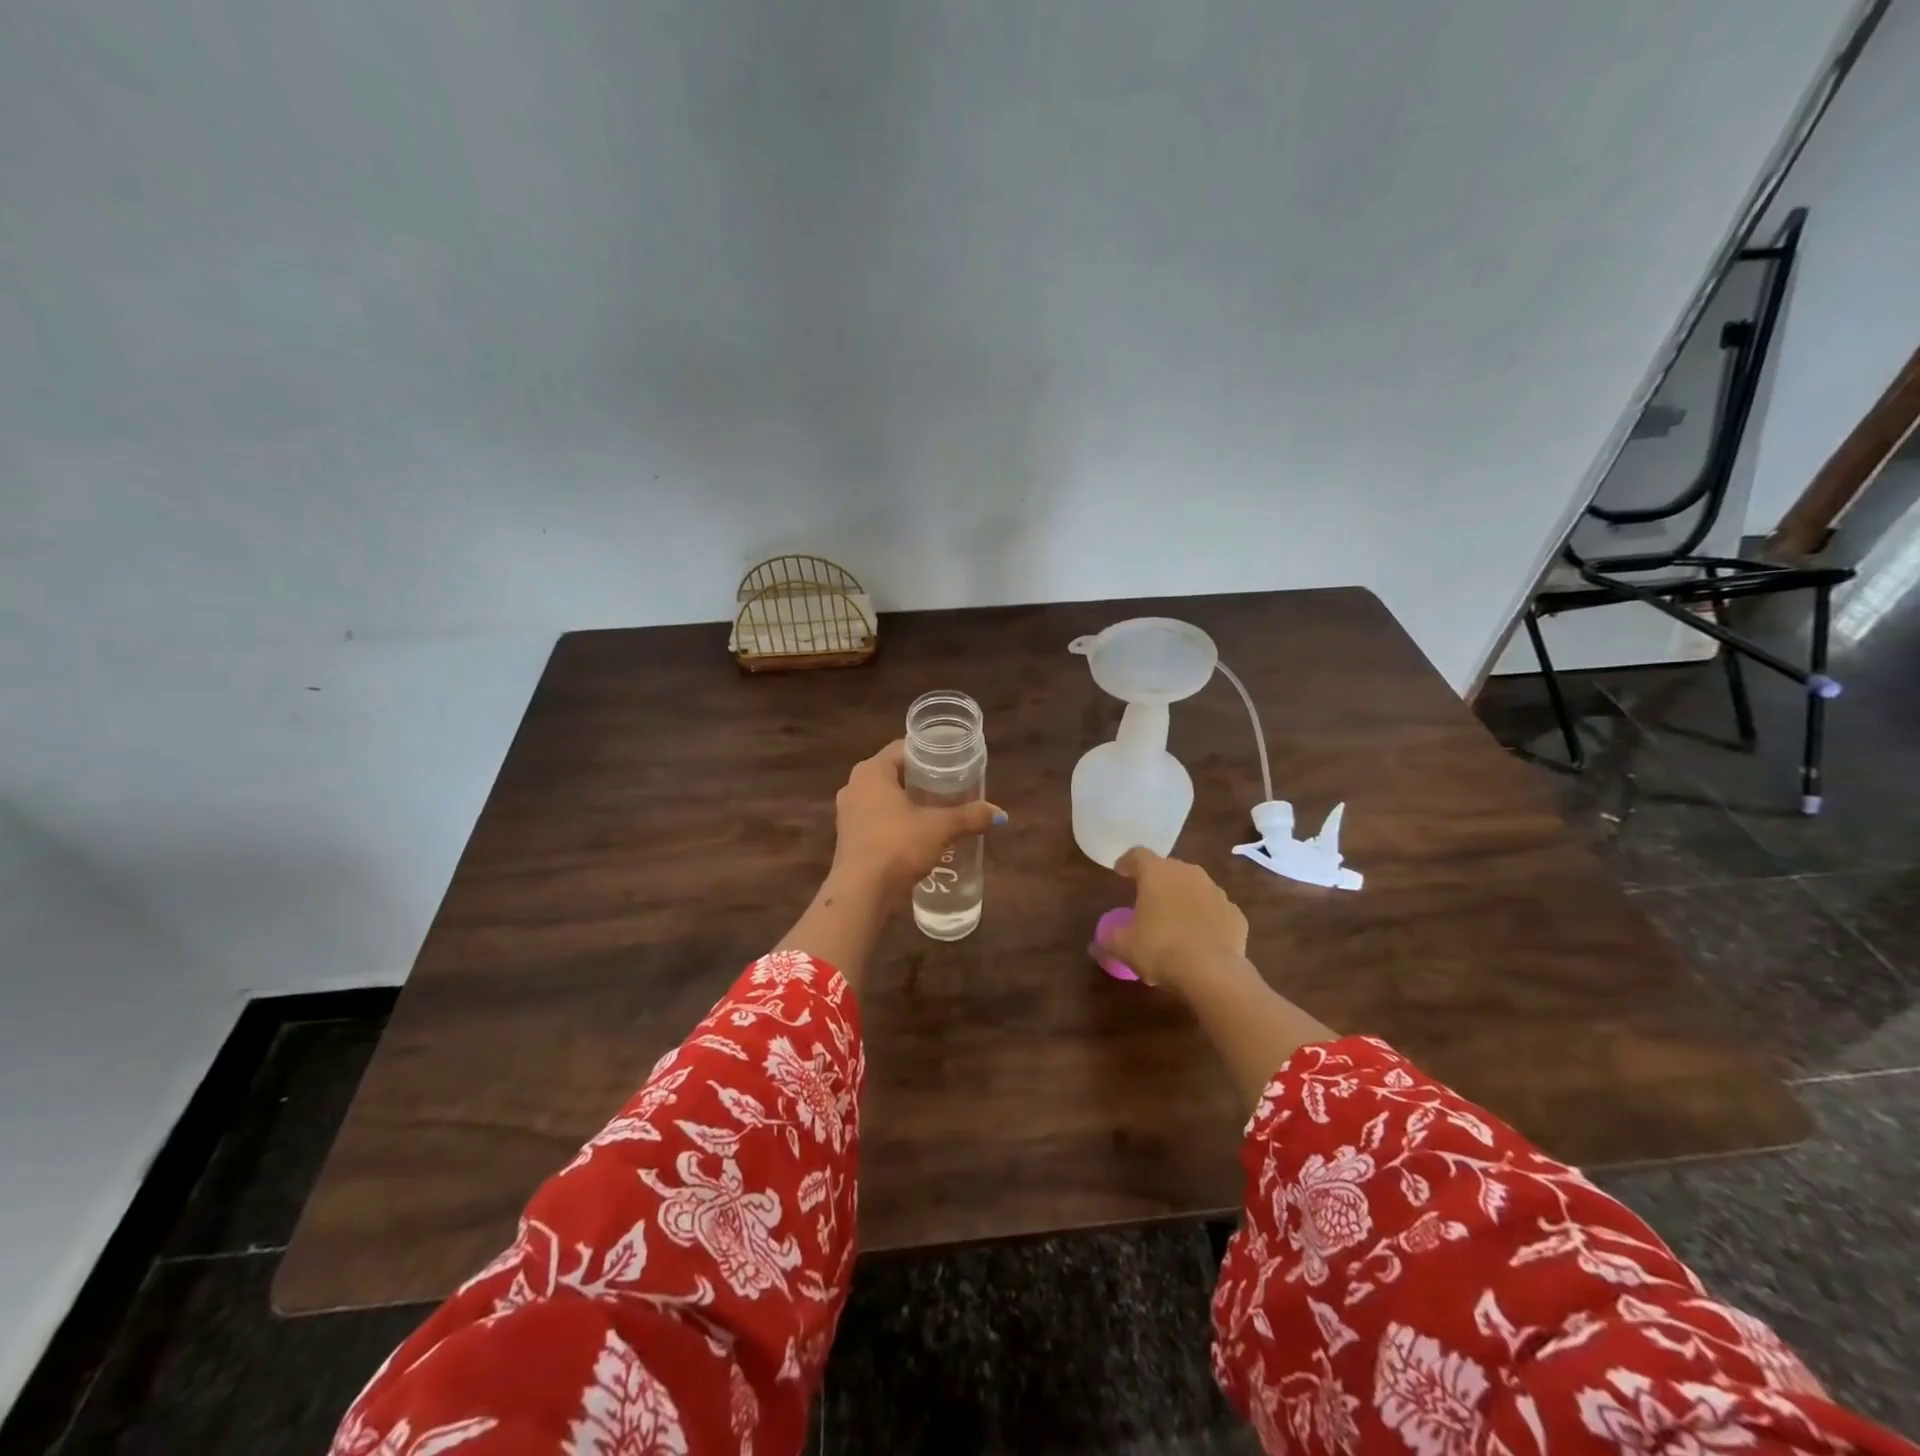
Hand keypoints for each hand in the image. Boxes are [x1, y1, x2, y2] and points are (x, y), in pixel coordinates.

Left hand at [831, 740, 1003, 896]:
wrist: (861, 892)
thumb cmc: (897, 845)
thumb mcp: (940, 828)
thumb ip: (970, 817)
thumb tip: (999, 814)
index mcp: (872, 771)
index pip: (902, 748)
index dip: (929, 753)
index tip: (952, 761)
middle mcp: (854, 785)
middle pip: (893, 772)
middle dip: (920, 779)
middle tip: (950, 785)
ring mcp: (847, 813)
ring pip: (883, 797)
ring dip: (907, 802)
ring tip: (937, 809)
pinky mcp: (848, 837)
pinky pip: (876, 819)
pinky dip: (895, 821)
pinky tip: (916, 834)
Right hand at [1096, 847, 1249, 993]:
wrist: (1213, 972)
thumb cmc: (1160, 949)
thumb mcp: (1123, 946)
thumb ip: (1107, 940)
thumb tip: (1094, 945)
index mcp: (1157, 873)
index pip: (1138, 855)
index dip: (1127, 862)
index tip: (1120, 872)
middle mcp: (1188, 873)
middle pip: (1168, 869)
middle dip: (1157, 881)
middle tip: (1147, 900)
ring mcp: (1216, 892)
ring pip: (1194, 887)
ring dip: (1183, 898)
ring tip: (1174, 921)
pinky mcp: (1235, 914)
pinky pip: (1215, 910)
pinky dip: (1206, 918)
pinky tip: (1200, 938)